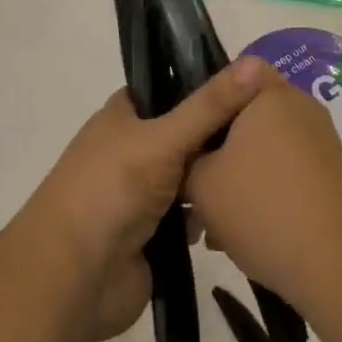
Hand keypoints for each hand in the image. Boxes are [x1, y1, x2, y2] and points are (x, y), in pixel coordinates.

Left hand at [22, 57, 278, 341]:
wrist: (74, 278)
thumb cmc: (112, 189)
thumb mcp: (164, 137)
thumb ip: (211, 105)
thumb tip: (258, 62)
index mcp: (123, 115)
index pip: (169, 87)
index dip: (205, 84)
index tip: (251, 85)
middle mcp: (131, 148)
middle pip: (185, 134)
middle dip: (216, 138)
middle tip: (266, 132)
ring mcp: (140, 193)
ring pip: (189, 177)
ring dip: (212, 181)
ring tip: (257, 175)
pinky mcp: (153, 235)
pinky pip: (189, 217)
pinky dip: (205, 217)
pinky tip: (234, 215)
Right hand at [186, 77, 341, 306]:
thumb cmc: (264, 207)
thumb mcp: (202, 184)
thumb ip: (188, 161)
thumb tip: (192, 162)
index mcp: (269, 93)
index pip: (231, 76)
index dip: (204, 104)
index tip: (186, 140)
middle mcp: (298, 108)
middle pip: (244, 118)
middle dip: (216, 152)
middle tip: (191, 187)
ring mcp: (318, 143)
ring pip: (262, 152)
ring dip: (235, 180)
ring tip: (211, 226)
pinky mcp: (330, 177)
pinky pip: (283, 174)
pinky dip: (262, 196)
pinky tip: (240, 237)